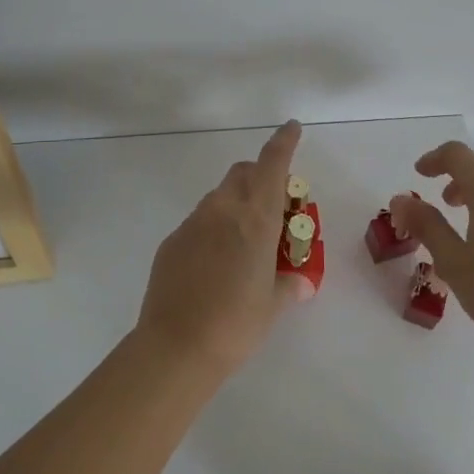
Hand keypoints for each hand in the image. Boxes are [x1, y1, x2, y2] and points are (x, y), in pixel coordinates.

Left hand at [135, 120, 309, 379]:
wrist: (176, 346)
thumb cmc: (236, 324)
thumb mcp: (272, 305)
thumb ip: (289, 285)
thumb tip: (301, 282)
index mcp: (255, 219)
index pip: (272, 165)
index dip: (283, 142)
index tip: (291, 127)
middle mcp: (223, 210)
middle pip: (243, 173)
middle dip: (260, 177)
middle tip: (274, 206)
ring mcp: (193, 223)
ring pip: (219, 196)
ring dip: (236, 203)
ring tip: (245, 240)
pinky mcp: (172, 240)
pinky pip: (199, 222)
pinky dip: (213, 227)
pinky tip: (215, 262)